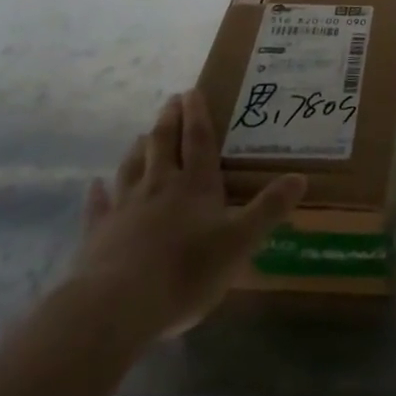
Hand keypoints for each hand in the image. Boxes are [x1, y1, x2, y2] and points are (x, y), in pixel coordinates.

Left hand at [66, 90, 306, 341]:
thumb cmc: (186, 271)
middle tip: (171, 100)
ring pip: (132, 167)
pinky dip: (98, 193)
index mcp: (195, 186)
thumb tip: (300, 177)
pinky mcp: (98, 234)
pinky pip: (99, 206)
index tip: (193, 90)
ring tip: (141, 134)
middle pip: (163, 145)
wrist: (116, 305)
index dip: (198, 115)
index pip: (199, 141)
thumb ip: (269, 208)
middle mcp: (159, 187)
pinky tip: (95, 185)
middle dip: (169, 121)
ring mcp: (125, 208)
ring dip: (139, 148)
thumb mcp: (241, 242)